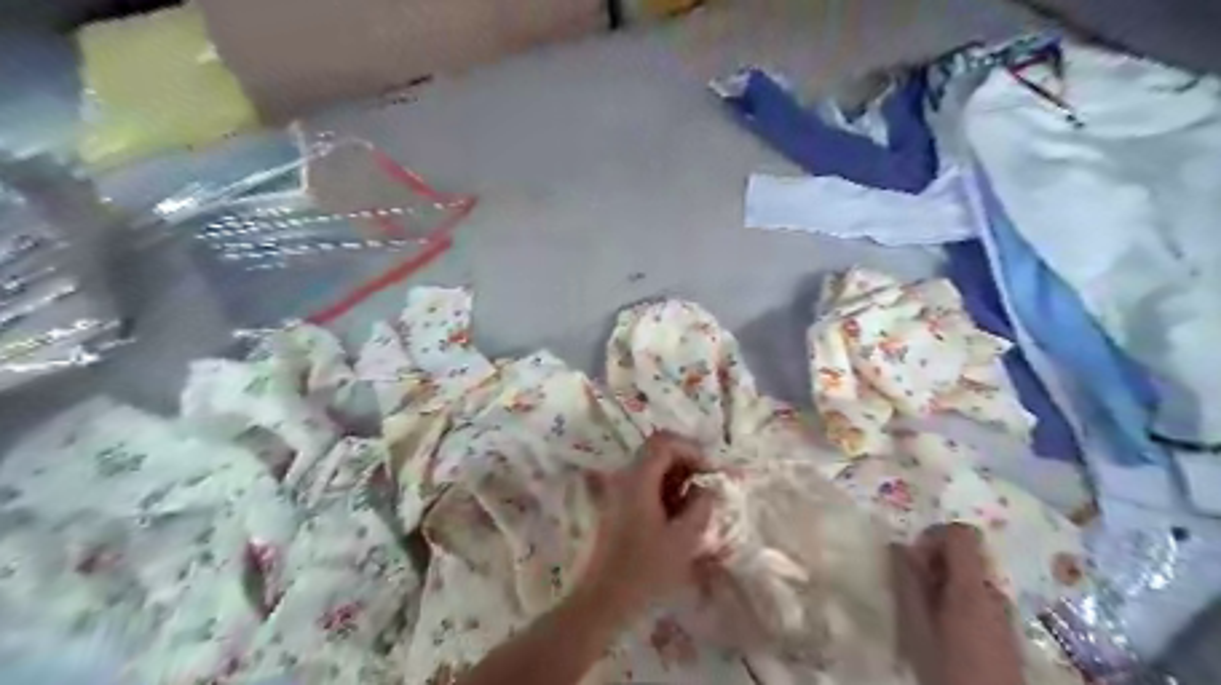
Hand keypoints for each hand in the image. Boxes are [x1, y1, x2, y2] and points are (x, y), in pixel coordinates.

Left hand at [578, 430, 717, 616]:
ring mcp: (616, 491)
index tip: (711, 471)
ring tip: (695, 503)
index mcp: (637, 478)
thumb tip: (707, 488)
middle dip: (685, 462)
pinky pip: (643, 485)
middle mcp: (623, 477)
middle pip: (656, 451)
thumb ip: (700, 506)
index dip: (692, 450)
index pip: (665, 443)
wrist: (604, 598)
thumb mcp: (683, 539)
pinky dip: (663, 490)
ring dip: (675, 477)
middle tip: (706, 483)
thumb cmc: (645, 569)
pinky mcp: (615, 506)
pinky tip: (676, 514)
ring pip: (650, 468)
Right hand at [895, 523, 1021, 684]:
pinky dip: (957, 603)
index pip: (960, 533)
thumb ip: (908, 581)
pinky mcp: (1005, 631)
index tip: (914, 562)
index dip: (933, 537)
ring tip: (926, 616)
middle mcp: (993, 593)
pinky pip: (978, 600)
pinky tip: (945, 632)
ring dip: (943, 587)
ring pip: (967, 580)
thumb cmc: (948, 668)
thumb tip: (898, 544)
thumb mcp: (916, 625)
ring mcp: (1003, 613)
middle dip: (933, 566)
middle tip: (913, 593)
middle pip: (963, 556)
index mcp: (972, 587)